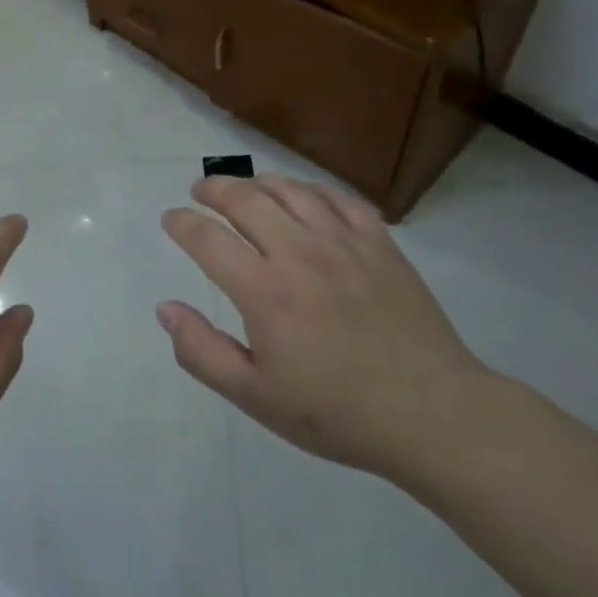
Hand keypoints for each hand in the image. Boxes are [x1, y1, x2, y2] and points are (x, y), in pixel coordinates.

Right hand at [157, 174, 492, 486]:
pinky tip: (304, 197)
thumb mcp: (255, 397)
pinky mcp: (380, 243)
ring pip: (290, 190)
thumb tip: (165, 309)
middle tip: (200, 190)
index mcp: (264, 291)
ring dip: (258, 182)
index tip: (171, 218)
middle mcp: (300, 253)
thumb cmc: (336, 412)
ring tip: (246, 187)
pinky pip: (339, 198)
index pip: (207, 238)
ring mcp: (344, 243)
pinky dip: (311, 190)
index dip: (181, 223)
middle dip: (213, 188)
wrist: (432, 414)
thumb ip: (202, 352)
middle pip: (245, 199)